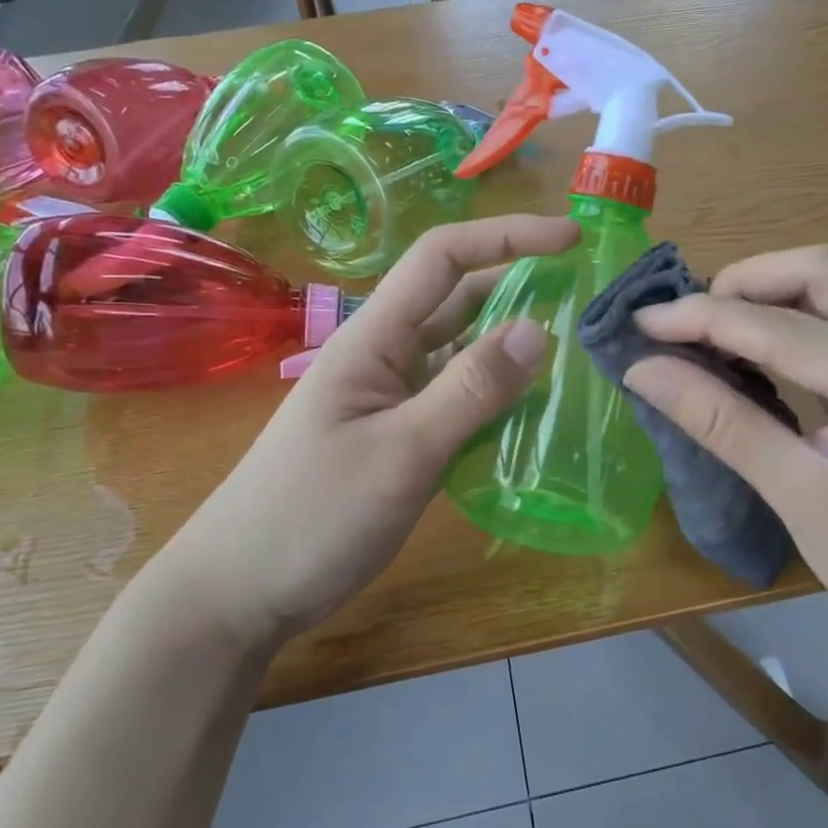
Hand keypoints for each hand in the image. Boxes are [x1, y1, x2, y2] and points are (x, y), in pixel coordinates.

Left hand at [155, 214, 576, 646]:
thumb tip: (539, 328)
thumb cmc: (311, 515)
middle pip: (459, 298)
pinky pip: (460, 397)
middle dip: (519, 283)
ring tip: (575, 348)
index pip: (442, 258)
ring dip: (512, 342)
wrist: (241, 591)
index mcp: (375, 337)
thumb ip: (469, 390)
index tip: (570, 237)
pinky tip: (536, 409)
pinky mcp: (403, 435)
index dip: (505, 235)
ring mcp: (394, 396)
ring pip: (463, 350)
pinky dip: (497, 393)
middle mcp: (387, 355)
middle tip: (586, 294)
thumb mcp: (400, 452)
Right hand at [621, 246, 827, 671]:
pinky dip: (789, 317)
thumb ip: (722, 423)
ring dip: (765, 295)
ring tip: (708, 332)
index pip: (786, 327)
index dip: (705, 317)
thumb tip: (643, 369)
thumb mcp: (801, 499)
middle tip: (684, 324)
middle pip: (822, 271)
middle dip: (743, 284)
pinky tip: (753, 348)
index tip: (642, 322)